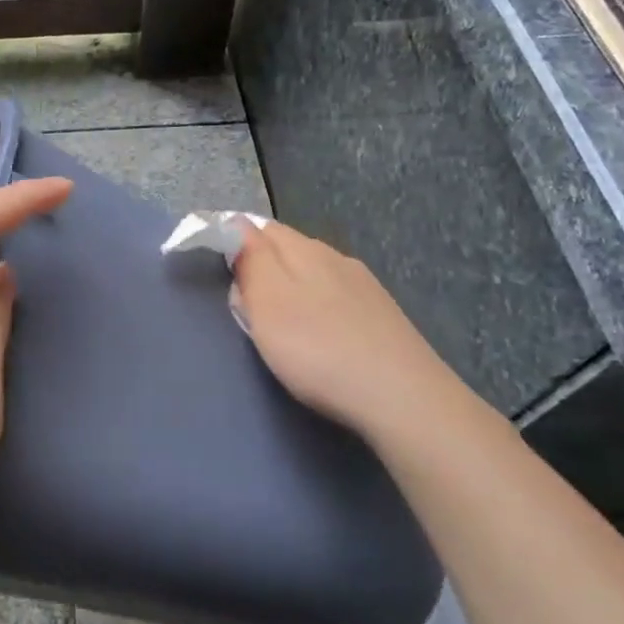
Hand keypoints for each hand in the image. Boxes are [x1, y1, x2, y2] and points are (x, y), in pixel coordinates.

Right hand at [234, 220, 463, 442]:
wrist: (402, 397)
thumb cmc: (318, 350)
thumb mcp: (267, 303)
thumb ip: (251, 260)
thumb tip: (238, 225)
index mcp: (304, 249)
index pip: (259, 227)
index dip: (235, 242)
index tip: (221, 272)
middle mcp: (336, 257)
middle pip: (288, 249)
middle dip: (263, 268)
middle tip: (246, 307)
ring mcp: (365, 286)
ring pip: (315, 274)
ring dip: (292, 289)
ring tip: (281, 326)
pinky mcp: (383, 315)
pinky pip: (338, 299)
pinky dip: (319, 310)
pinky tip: (322, 337)